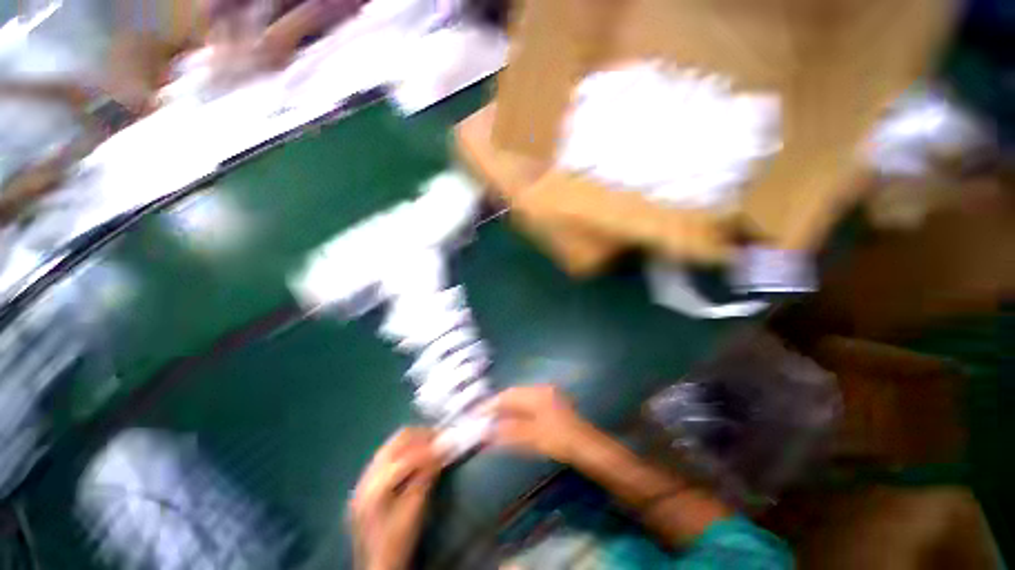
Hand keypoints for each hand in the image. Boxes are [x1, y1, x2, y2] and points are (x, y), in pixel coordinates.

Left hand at [349, 428, 443, 569]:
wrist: (375, 566)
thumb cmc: (397, 543)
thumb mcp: (414, 513)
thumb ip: (425, 479)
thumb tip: (441, 451)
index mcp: (375, 488)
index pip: (405, 456)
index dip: (429, 448)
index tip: (448, 442)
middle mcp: (366, 477)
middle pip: (396, 442)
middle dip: (421, 435)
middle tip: (441, 436)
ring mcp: (364, 478)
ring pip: (391, 444)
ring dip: (413, 440)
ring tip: (432, 441)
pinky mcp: (367, 481)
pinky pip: (387, 453)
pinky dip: (404, 448)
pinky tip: (417, 453)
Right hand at [481, 385, 592, 462]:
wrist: (588, 447)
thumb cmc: (559, 440)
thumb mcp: (532, 437)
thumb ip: (508, 432)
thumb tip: (487, 431)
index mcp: (536, 393)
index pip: (507, 395)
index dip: (491, 404)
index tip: (476, 413)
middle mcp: (541, 389)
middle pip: (514, 395)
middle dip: (498, 405)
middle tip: (484, 417)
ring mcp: (548, 395)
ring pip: (521, 399)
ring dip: (508, 408)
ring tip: (495, 420)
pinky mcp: (553, 404)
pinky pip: (529, 404)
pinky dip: (518, 411)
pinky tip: (514, 421)